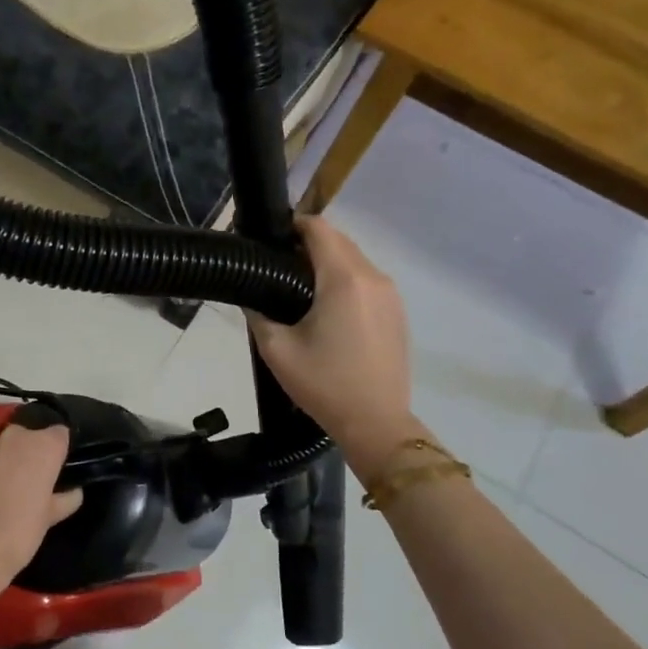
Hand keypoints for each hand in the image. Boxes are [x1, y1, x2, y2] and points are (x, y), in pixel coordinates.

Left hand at [0, 424, 83, 589]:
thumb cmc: (19, 533)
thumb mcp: (49, 519)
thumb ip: (65, 499)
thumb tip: (74, 492)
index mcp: (45, 447)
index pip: (59, 434)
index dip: (57, 451)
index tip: (54, 470)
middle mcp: (16, 436)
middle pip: (28, 436)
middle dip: (28, 453)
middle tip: (26, 481)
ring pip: (0, 445)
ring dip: (2, 459)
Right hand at [248, 217, 429, 479]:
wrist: (376, 422)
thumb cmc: (324, 384)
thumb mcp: (276, 349)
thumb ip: (258, 313)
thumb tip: (249, 294)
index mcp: (344, 280)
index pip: (319, 229)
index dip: (293, 225)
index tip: (270, 238)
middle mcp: (373, 277)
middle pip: (339, 240)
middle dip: (309, 243)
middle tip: (278, 264)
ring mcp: (390, 294)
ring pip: (355, 259)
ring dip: (329, 261)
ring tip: (299, 286)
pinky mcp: (398, 311)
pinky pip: (368, 280)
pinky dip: (346, 280)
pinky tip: (327, 307)